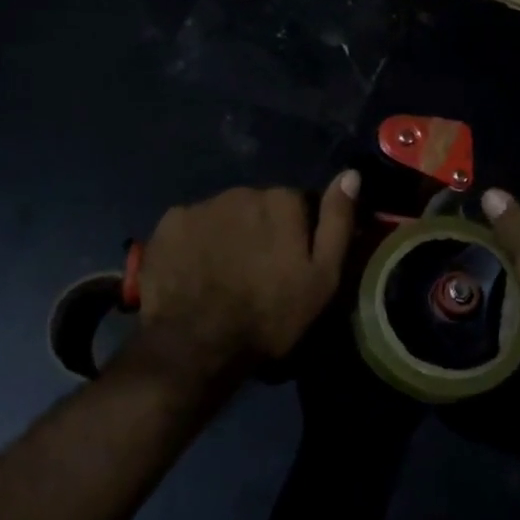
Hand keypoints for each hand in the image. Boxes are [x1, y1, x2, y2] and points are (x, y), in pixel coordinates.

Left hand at [134, 172, 359, 386]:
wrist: (196, 345)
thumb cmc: (270, 315)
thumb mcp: (323, 277)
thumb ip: (337, 222)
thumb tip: (351, 174)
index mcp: (282, 200)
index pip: (299, 204)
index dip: (299, 233)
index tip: (293, 263)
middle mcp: (242, 191)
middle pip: (259, 206)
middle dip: (262, 230)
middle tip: (259, 272)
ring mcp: (201, 206)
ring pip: (225, 214)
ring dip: (230, 234)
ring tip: (226, 273)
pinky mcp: (169, 224)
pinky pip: (191, 226)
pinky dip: (196, 242)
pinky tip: (196, 271)